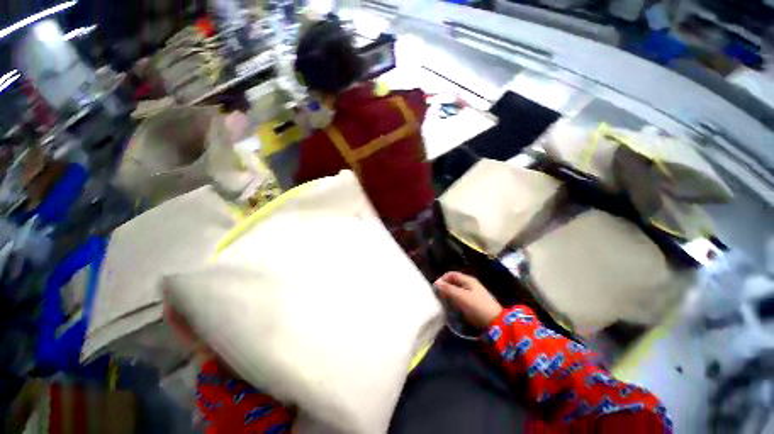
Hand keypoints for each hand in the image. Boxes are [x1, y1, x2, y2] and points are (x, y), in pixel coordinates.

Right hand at [435, 272, 502, 328]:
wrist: (496, 323)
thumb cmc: (477, 307)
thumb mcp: (461, 297)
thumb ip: (448, 289)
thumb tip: (437, 283)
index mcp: (468, 280)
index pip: (451, 274)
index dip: (442, 278)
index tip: (436, 287)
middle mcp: (470, 284)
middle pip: (454, 281)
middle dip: (445, 286)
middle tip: (438, 295)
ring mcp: (474, 293)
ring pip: (457, 289)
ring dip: (450, 293)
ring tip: (444, 301)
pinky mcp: (475, 302)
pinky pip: (461, 297)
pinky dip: (455, 299)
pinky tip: (453, 306)